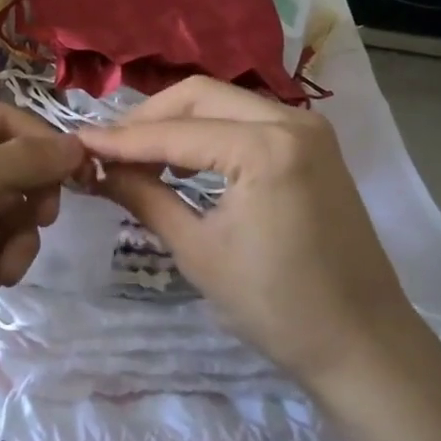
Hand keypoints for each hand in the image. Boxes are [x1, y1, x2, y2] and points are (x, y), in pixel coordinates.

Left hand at [0, 101, 85, 361]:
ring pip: (0, 207)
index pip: (7, 120)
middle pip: (8, 165)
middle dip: (28, 199)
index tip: (78, 179)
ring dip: (14, 238)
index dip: (44, 146)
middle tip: (39, 225)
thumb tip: (78, 147)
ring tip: (6, 269)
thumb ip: (23, 161)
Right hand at [78, 78, 426, 397]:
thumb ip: (145, 197)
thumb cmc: (277, 308)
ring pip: (224, 101)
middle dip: (149, 118)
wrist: (364, 345)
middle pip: (200, 95)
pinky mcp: (315, 143)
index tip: (77, 144)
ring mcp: (308, 127)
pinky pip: (249, 118)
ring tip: (139, 155)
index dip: (121, 140)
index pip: (175, 133)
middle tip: (108, 148)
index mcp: (265, 147)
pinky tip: (185, 159)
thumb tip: (96, 169)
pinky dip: (211, 130)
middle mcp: (291, 119)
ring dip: (178, 121)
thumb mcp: (199, 251)